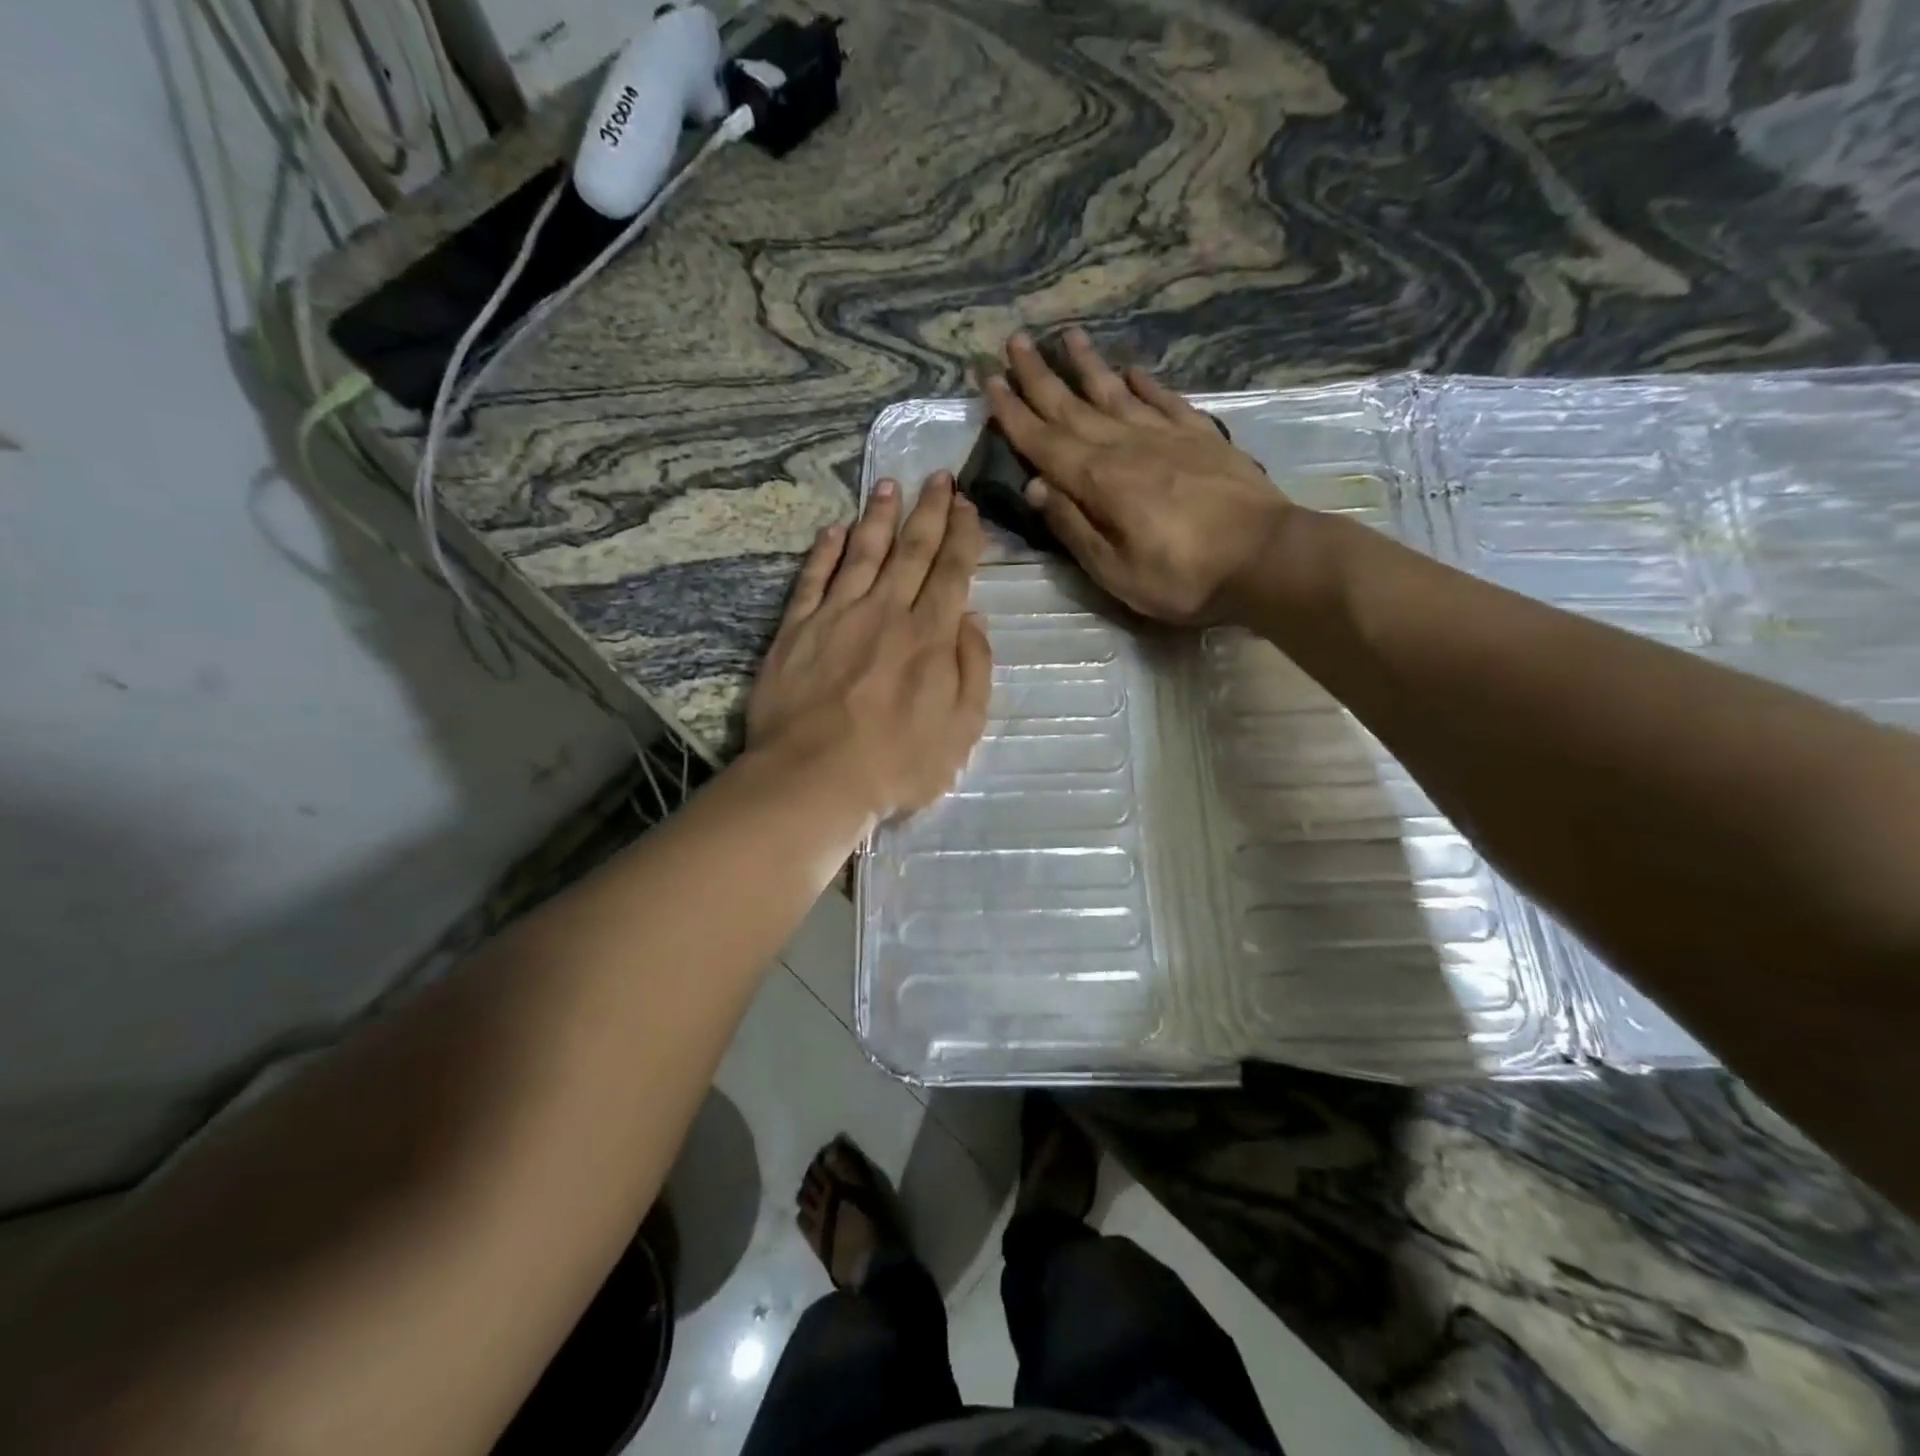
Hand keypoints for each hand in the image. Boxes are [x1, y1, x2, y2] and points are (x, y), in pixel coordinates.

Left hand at [746, 472, 992, 821]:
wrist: (813, 778)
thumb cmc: (896, 764)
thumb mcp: (962, 729)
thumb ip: (973, 669)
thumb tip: (972, 617)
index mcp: (929, 635)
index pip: (951, 572)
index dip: (963, 536)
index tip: (967, 505)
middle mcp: (885, 612)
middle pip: (911, 551)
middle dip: (928, 511)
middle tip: (937, 477)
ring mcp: (836, 616)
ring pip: (862, 553)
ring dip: (878, 517)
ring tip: (888, 485)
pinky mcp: (796, 629)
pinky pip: (813, 578)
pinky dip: (825, 552)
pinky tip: (833, 530)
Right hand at [985, 330, 1294, 623]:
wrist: (1266, 558)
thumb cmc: (1183, 578)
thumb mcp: (1115, 571)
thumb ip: (1073, 527)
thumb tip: (1037, 486)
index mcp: (1099, 481)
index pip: (1044, 441)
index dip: (1014, 413)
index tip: (990, 381)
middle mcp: (1126, 446)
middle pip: (1073, 406)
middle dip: (1039, 376)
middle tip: (1013, 341)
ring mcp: (1167, 436)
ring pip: (1115, 393)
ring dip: (1087, 366)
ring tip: (1066, 335)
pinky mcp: (1201, 437)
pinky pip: (1164, 401)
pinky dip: (1145, 384)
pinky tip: (1132, 370)